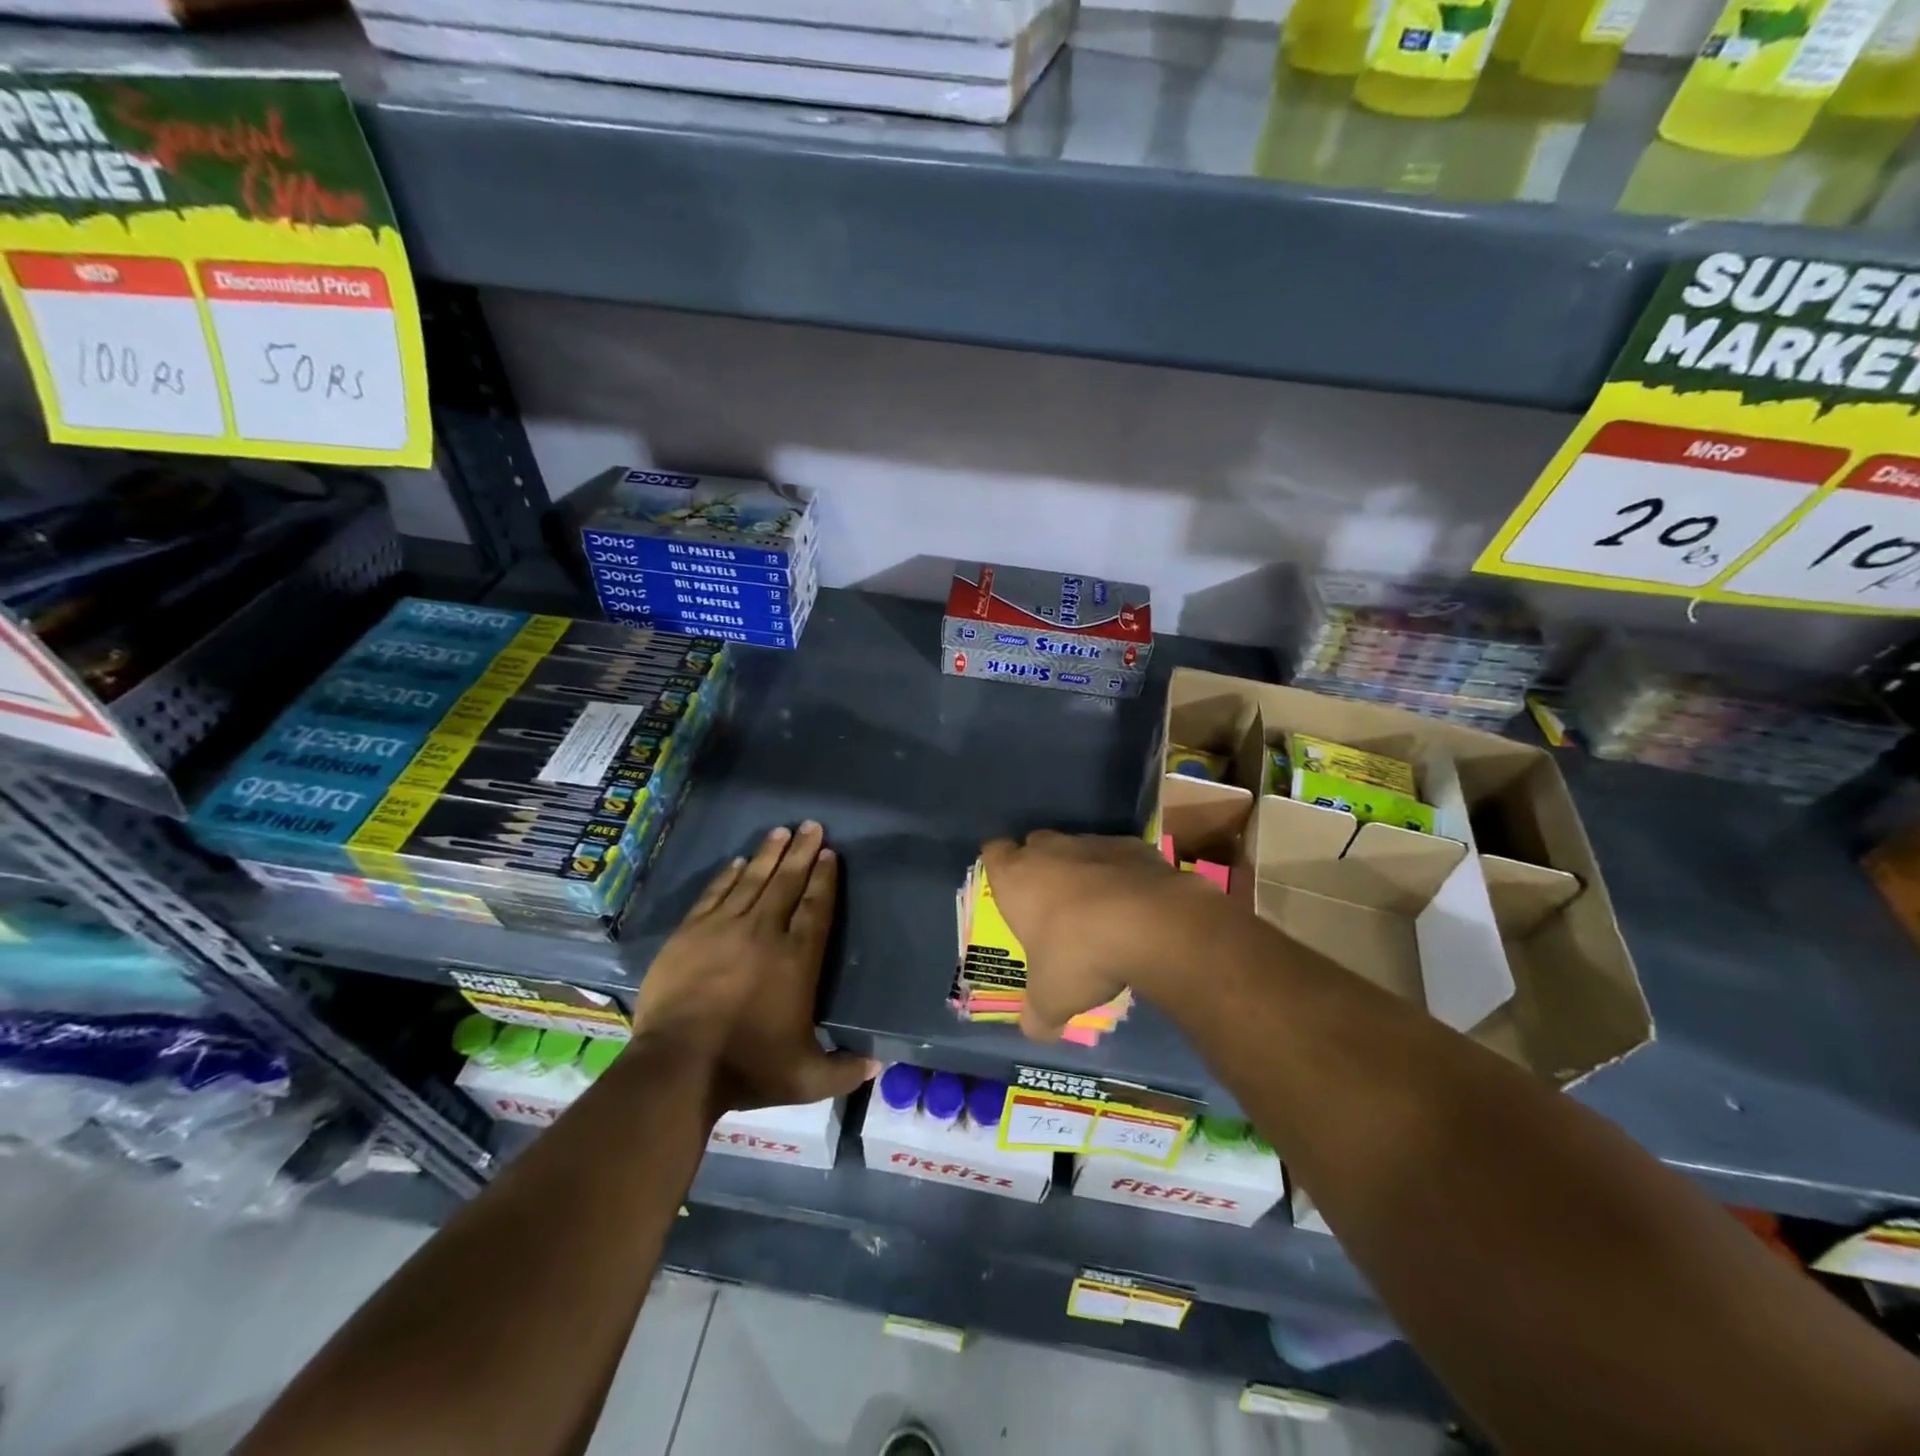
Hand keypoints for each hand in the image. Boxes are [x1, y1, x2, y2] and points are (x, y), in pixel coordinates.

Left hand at [634, 822, 876, 1116]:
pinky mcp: (689, 934)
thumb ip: (843, 1069)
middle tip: (810, 825)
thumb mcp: (805, 1078)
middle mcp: (764, 933)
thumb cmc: (747, 1067)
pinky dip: (728, 876)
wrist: (677, 1068)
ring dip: (768, 855)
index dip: (824, 878)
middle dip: (801, 852)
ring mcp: (723, 929)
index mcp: (797, 959)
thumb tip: (878, 1067)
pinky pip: (715, 895)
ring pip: (752, 881)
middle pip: (787, 883)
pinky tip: (737, 862)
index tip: (828, 854)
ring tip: (780, 832)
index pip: (816, 907)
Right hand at [980, 830, 1201, 1041]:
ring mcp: (1092, 843)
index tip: (1008, 889)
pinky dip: (1121, 873)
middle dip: (1039, 868)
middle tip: (1050, 905)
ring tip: (1097, 909)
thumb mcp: (1051, 998)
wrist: (1150, 924)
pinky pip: (1118, 856)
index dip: (999, 867)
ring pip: (1077, 848)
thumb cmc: (1080, 955)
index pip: (993, 853)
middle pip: (1034, 845)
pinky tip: (1134, 904)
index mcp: (1016, 877)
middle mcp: (1049, 850)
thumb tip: (1035, 1032)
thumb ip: (1037, 1015)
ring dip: (1082, 871)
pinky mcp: (1133, 845)